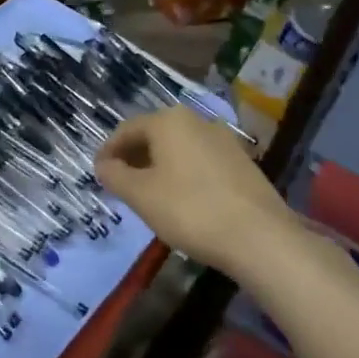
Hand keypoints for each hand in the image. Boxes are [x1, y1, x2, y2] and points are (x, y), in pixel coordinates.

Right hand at [96, 106, 293, 274]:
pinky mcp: (242, 162)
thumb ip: (115, 176)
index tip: (98, 173)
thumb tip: (103, 165)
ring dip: (158, 165)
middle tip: (120, 184)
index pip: (127, 129)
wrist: (259, 237)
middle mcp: (197, 121)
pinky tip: (181, 199)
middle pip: (154, 134)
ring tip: (148, 194)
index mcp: (169, 121)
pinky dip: (182, 173)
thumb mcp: (141, 195)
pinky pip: (200, 160)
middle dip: (134, 157)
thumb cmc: (190, 210)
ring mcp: (224, 140)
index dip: (108, 151)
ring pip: (179, 148)